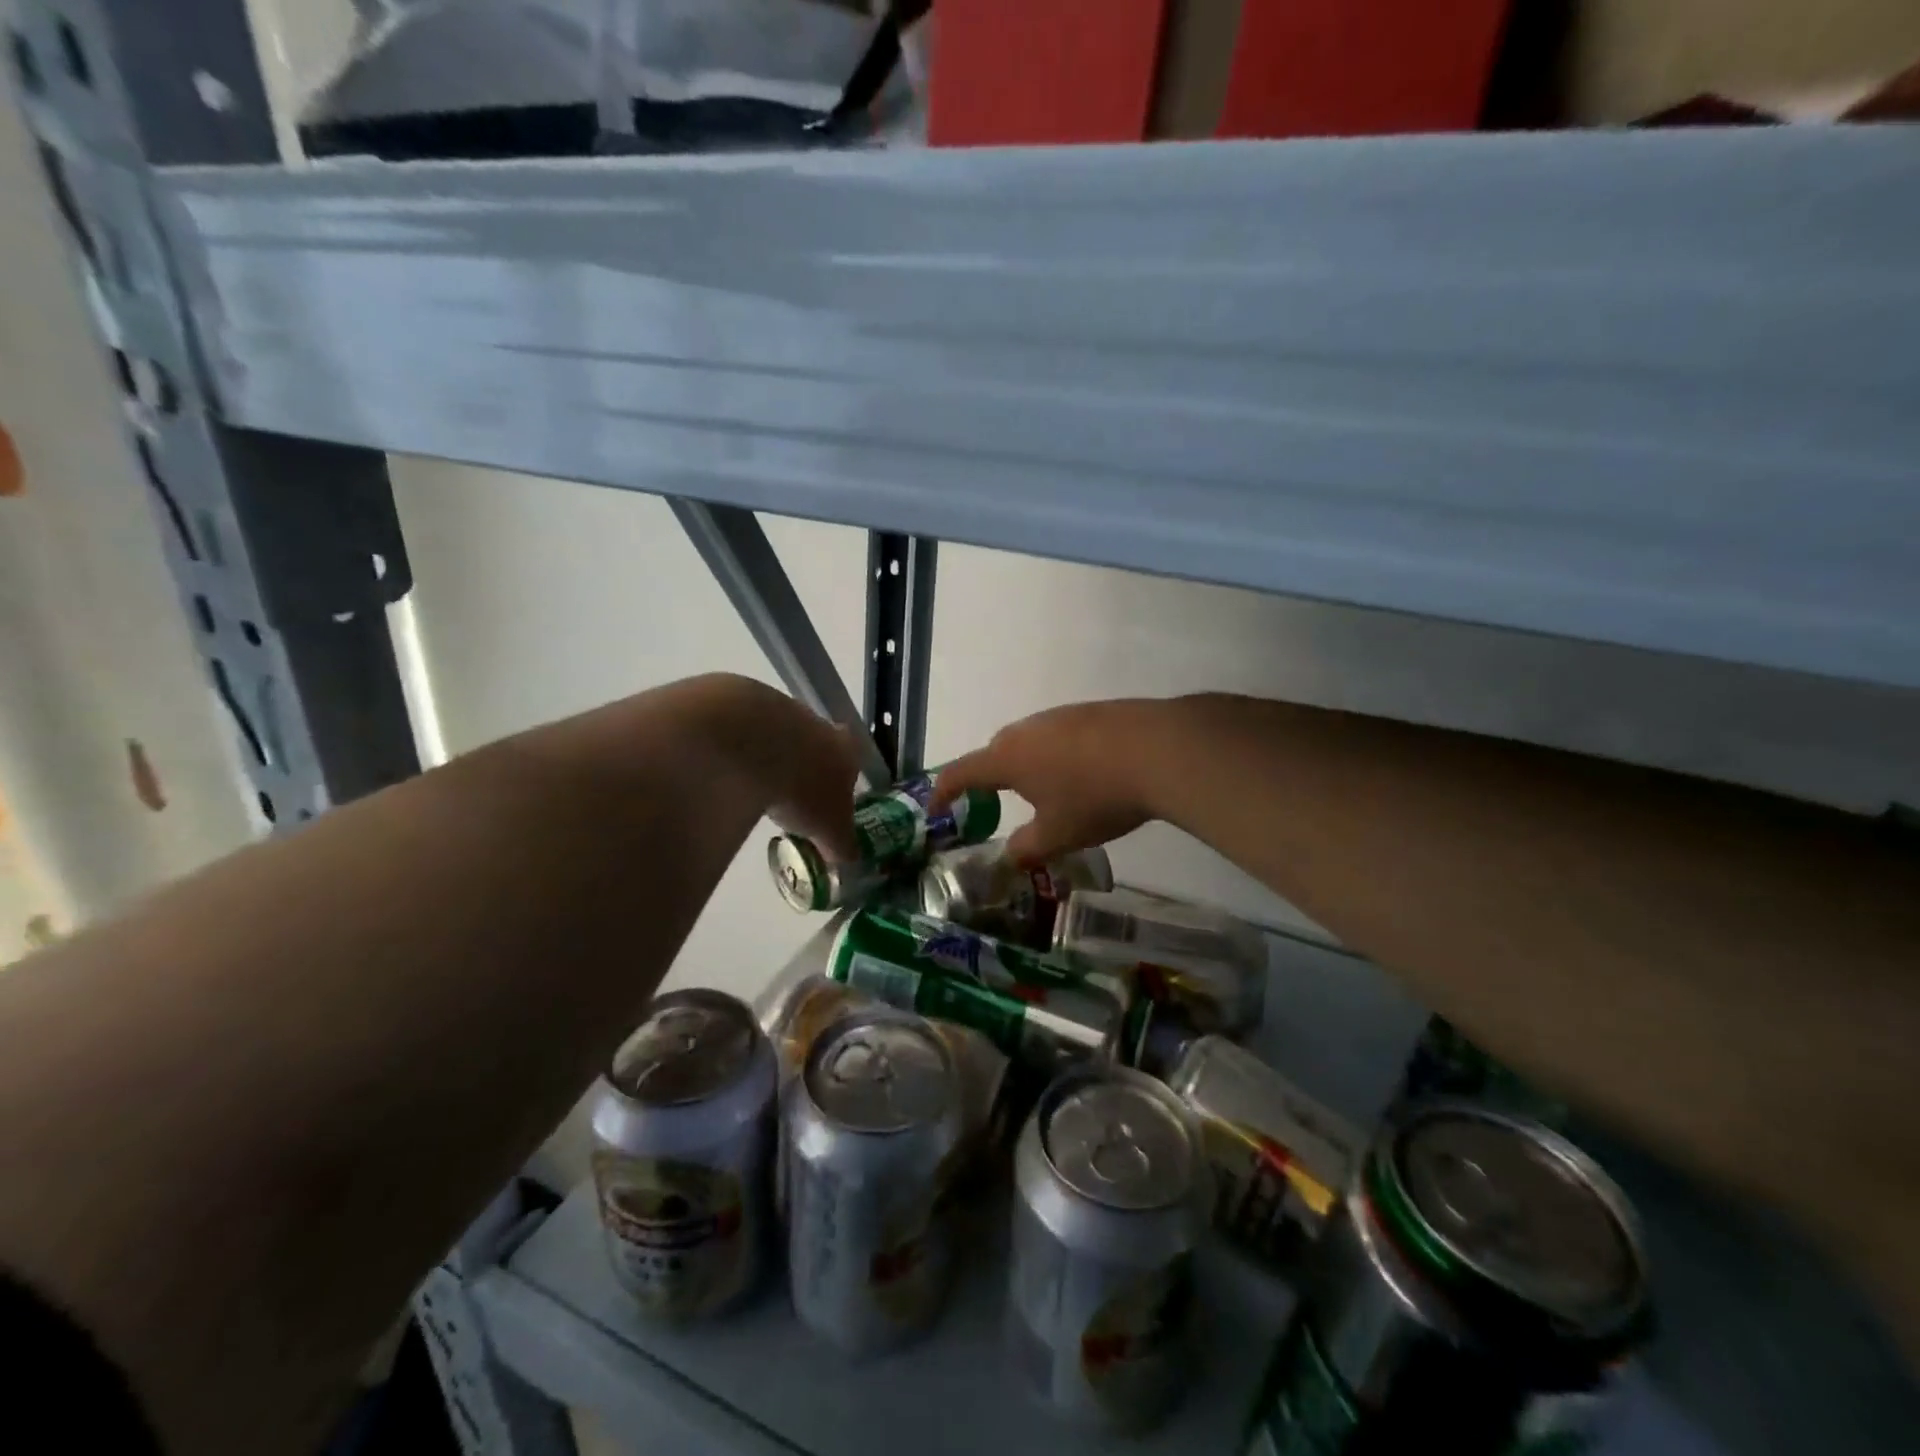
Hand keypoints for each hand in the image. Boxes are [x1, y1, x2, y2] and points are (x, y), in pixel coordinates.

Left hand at [683, 675, 862, 861]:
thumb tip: (848, 859)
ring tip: (753, 788)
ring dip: (770, 758)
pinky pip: (743, 733)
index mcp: (846, 750)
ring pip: (779, 737)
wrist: (752, 741)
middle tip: (789, 800)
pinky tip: (726, 772)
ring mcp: (779, 710)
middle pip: (816, 746)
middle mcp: (818, 724)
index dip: (841, 783)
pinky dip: (738, 750)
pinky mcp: (739, 706)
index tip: (827, 803)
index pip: (852, 762)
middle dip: (804, 769)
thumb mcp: (830, 830)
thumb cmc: (804, 788)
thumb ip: (841, 844)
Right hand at [931, 700, 1163, 864]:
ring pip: (1030, 741)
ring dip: (1027, 764)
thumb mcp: (1058, 835)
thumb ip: (1027, 848)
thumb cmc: (1095, 797)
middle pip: (995, 751)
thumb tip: (1011, 855)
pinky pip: (1060, 735)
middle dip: (989, 777)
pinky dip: (1058, 755)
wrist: (1159, 750)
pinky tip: (1083, 773)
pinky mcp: (1092, 711)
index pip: (961, 771)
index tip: (935, 808)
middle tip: (994, 802)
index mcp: (1007, 758)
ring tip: (1044, 791)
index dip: (943, 791)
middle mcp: (1027, 730)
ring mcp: (1061, 716)